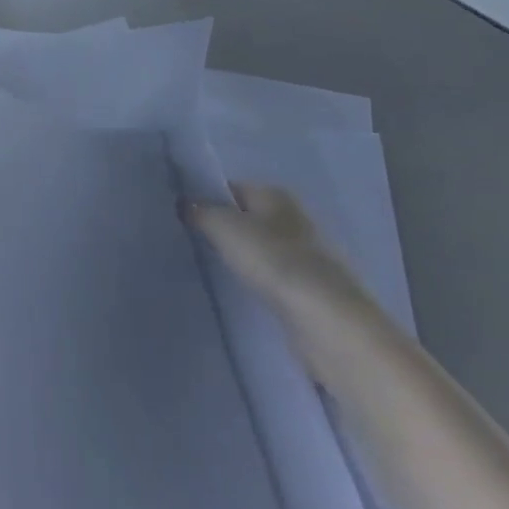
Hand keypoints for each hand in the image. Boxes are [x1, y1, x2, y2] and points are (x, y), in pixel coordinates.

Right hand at [180, 182, 376, 377]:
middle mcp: (293, 218)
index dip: (206, 198)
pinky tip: (240, 291)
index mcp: (275, 195)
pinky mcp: (309, 288)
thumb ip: (200, 211)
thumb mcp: (223, 227)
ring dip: (239, 256)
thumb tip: (184, 203)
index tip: (182, 216)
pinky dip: (256, 280)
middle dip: (222, 228)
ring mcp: (305, 254)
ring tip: (210, 267)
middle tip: (190, 241)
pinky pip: (271, 275)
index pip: (231, 188)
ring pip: (259, 248)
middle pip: (247, 217)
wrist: (327, 320)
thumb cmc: (273, 260)